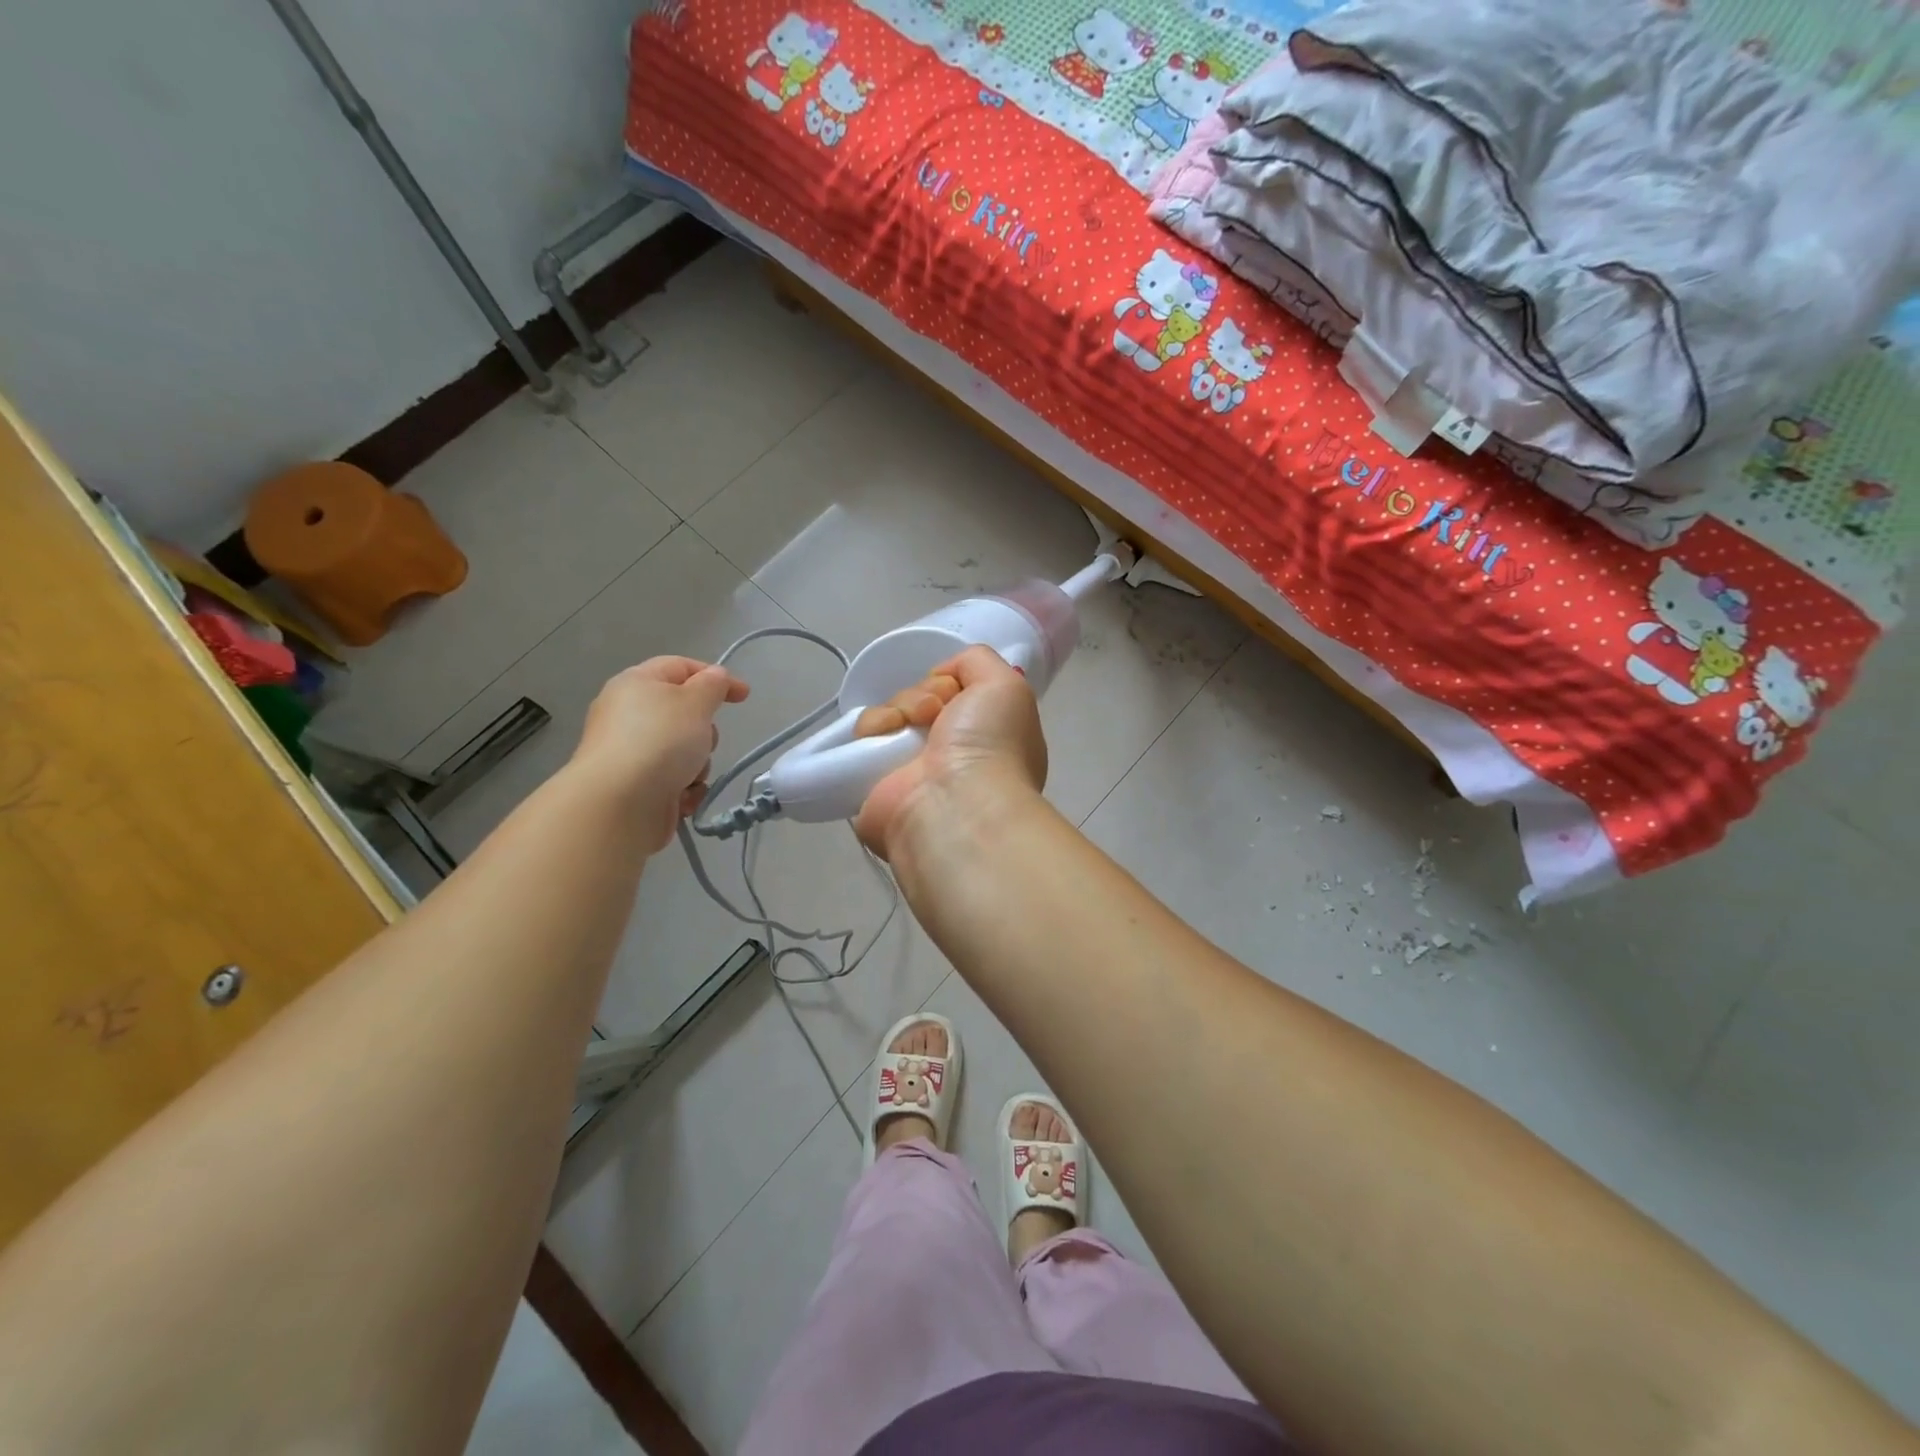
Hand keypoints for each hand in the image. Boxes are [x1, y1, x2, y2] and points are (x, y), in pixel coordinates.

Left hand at [575, 657, 749, 851]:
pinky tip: (682, 796)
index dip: (715, 677)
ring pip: (683, 750)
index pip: (681, 666)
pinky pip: (673, 779)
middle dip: (704, 730)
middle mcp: (628, 714)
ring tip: (689, 775)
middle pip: (683, 712)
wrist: (620, 803)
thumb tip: (715, 677)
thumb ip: (713, 684)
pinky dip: (683, 787)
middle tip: (704, 740)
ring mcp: (630, 752)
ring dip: (697, 763)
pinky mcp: (634, 785)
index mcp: (636, 683)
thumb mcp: (696, 701)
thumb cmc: (660, 741)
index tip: (744, 696)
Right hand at [852, 645, 1046, 858]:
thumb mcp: (1006, 685)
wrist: (954, 804)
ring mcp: (912, 767)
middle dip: (925, 694)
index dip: (953, 682)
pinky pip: (866, 735)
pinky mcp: (875, 780)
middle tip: (935, 712)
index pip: (958, 692)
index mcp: (986, 734)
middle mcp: (951, 752)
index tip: (956, 691)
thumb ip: (979, 662)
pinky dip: (873, 727)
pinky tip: (886, 737)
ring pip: (893, 712)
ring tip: (910, 726)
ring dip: (900, 708)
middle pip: (923, 698)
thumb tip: (944, 676)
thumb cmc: (989, 745)